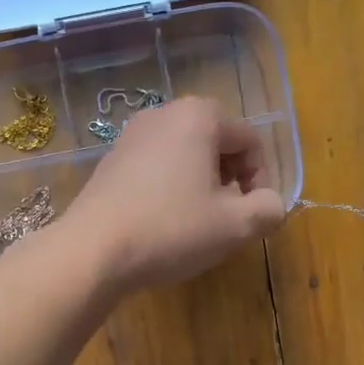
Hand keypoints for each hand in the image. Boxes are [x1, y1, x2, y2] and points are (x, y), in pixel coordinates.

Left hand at [61, 97, 285, 293]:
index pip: (250, 141)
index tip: (251, 215)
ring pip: (184, 157)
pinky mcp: (110, 161)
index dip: (260, 180)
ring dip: (200, 186)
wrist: (92, 250)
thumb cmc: (171, 229)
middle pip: (216, 144)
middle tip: (225, 219)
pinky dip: (169, 190)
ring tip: (195, 224)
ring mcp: (131, 136)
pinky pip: (155, 168)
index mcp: (199, 116)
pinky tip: (161, 224)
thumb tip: (270, 204)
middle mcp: (163, 114)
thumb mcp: (235, 226)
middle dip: (229, 181)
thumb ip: (268, 209)